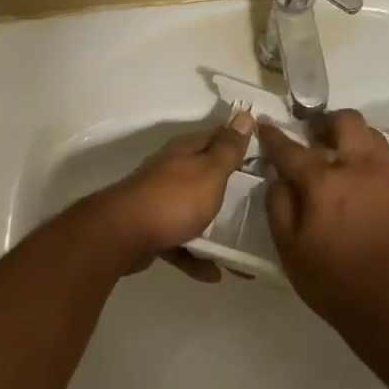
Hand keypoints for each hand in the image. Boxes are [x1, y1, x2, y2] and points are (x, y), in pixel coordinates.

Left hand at [78, 114, 254, 281]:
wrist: (121, 236)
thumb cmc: (173, 200)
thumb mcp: (209, 172)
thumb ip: (227, 149)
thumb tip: (244, 115)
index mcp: (185, 152)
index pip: (217, 136)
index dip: (240, 140)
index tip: (267, 151)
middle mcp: (170, 171)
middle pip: (205, 174)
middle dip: (229, 186)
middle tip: (259, 200)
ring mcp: (159, 201)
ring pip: (192, 210)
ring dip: (213, 228)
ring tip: (239, 245)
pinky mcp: (151, 230)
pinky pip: (180, 242)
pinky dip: (196, 256)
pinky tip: (212, 273)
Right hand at [258, 111, 388, 338]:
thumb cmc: (332, 282)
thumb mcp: (289, 249)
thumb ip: (278, 205)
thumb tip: (276, 175)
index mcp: (323, 183)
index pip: (291, 148)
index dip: (273, 135)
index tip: (264, 126)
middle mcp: (359, 167)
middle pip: (345, 121)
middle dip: (324, 122)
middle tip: (312, 138)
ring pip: (371, 134)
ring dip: (351, 137)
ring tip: (339, 157)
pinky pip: (386, 159)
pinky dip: (369, 158)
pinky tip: (361, 182)